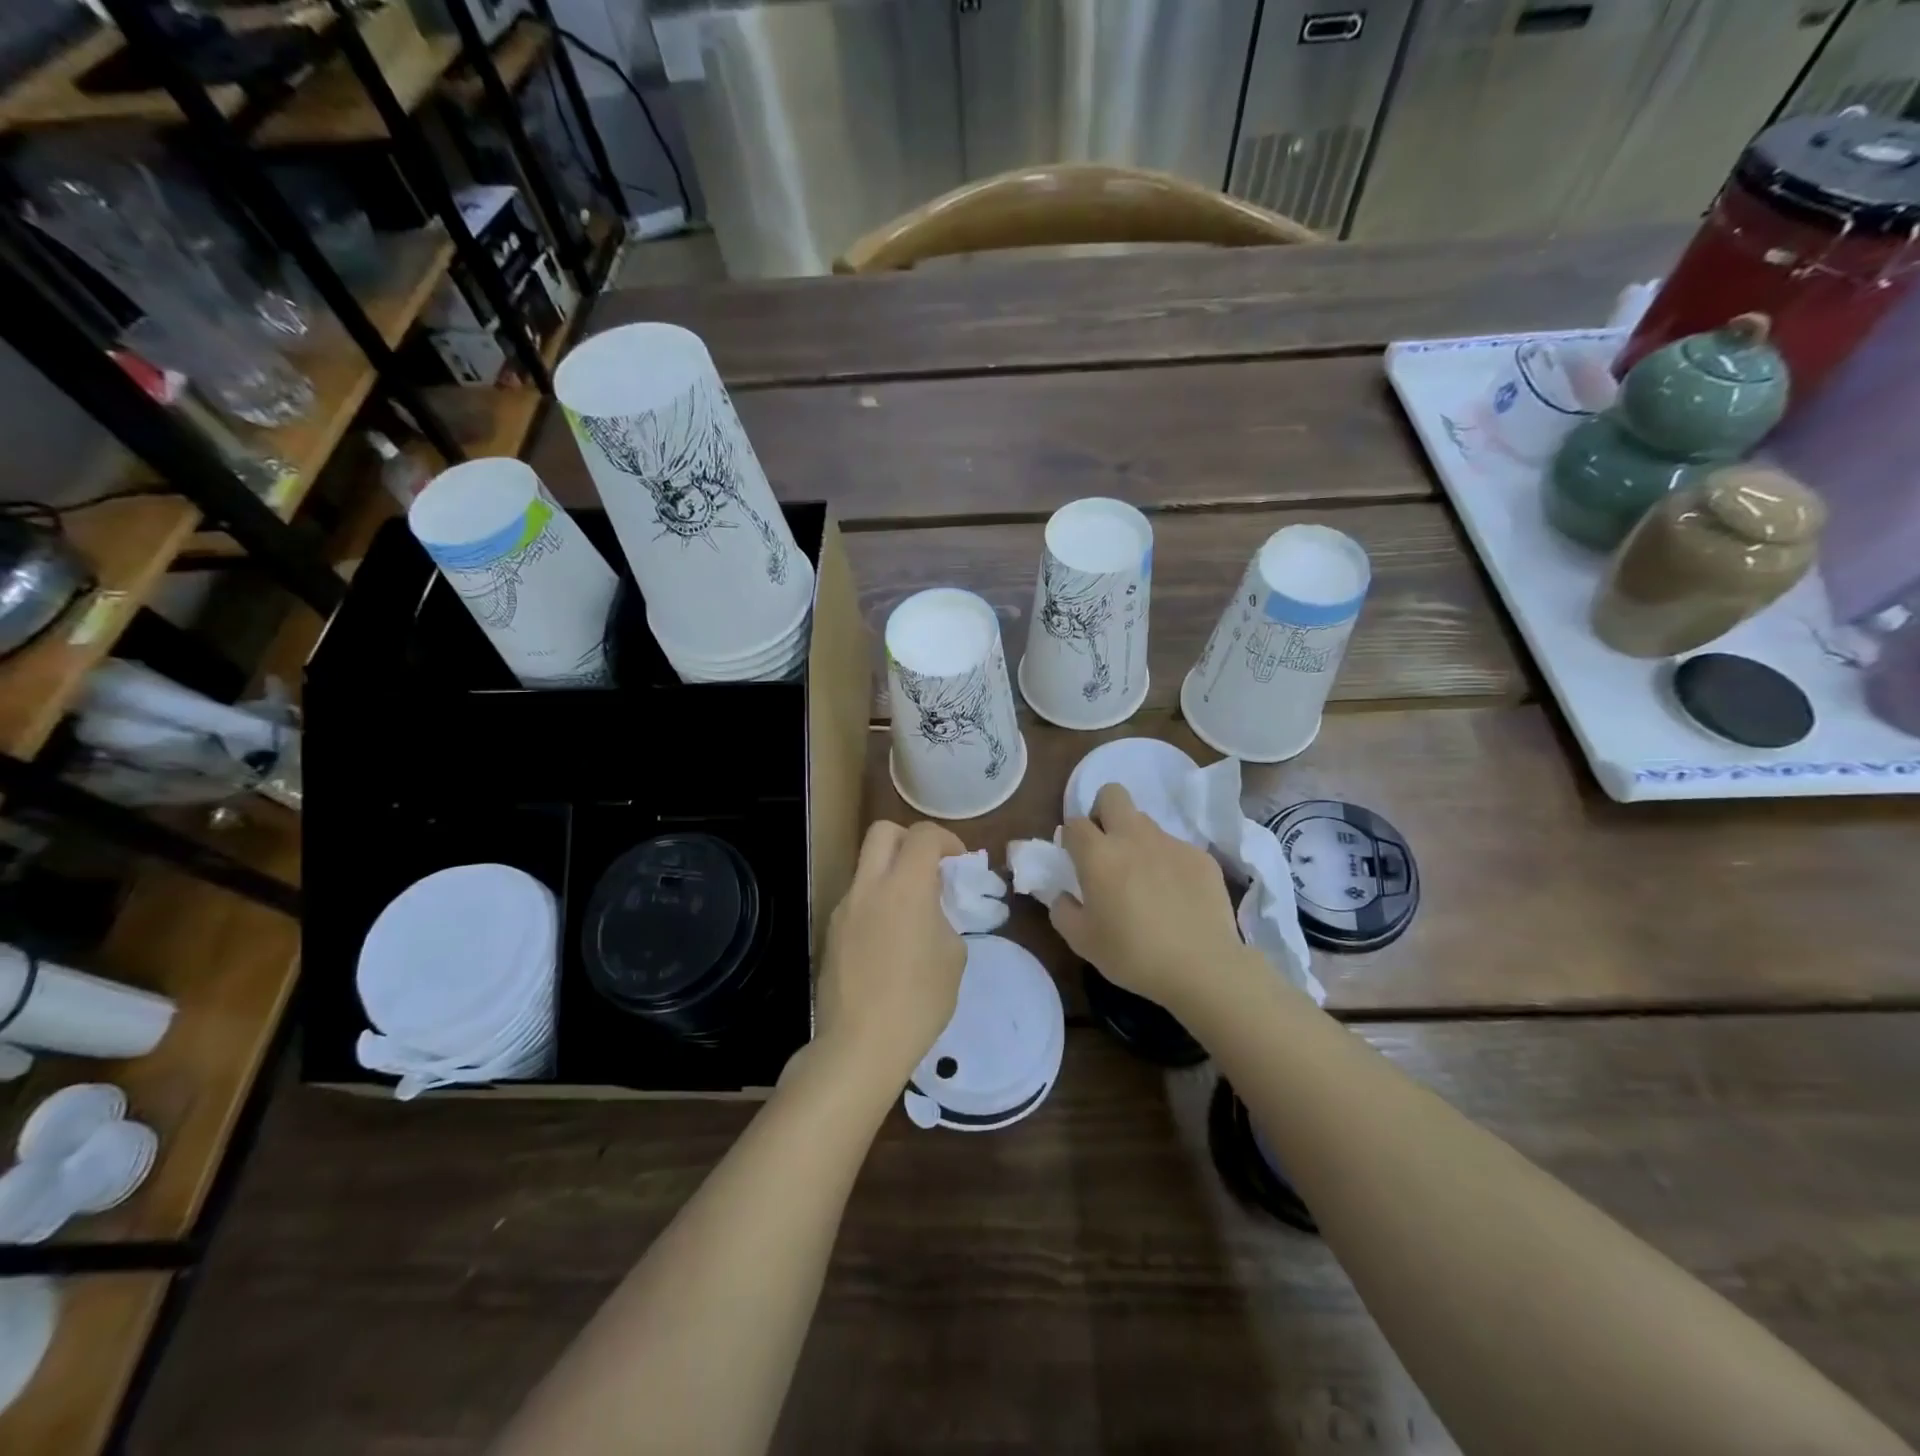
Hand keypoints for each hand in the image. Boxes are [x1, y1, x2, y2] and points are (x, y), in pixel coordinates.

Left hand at [812, 819, 966, 1091]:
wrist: (860, 1045)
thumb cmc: (919, 1001)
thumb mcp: (953, 956)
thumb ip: (945, 918)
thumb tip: (934, 910)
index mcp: (905, 886)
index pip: (923, 835)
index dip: (947, 840)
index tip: (959, 865)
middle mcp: (869, 886)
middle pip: (883, 831)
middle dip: (910, 840)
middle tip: (930, 870)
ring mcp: (844, 908)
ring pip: (866, 866)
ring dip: (891, 873)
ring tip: (911, 913)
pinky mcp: (831, 932)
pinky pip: (857, 900)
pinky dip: (876, 903)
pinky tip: (889, 942)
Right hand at [1051, 783, 1242, 1013]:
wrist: (1202, 967)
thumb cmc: (1133, 954)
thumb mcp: (1082, 941)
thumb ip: (1063, 911)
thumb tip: (1063, 895)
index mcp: (1098, 855)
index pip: (1074, 823)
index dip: (1070, 837)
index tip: (1074, 859)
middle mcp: (1133, 837)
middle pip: (1112, 794)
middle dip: (1103, 811)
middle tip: (1106, 847)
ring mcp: (1171, 843)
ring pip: (1146, 822)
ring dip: (1137, 840)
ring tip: (1144, 879)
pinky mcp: (1201, 857)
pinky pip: (1176, 848)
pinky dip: (1169, 863)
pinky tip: (1176, 896)